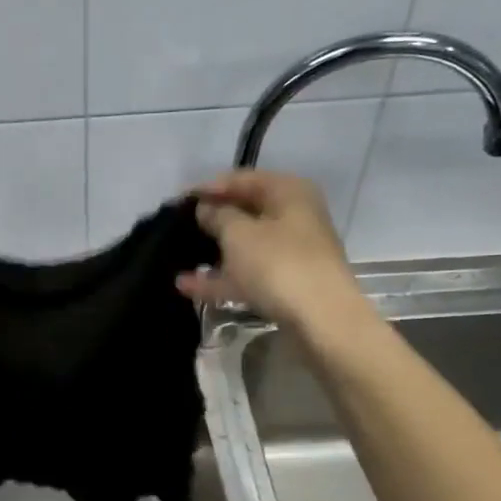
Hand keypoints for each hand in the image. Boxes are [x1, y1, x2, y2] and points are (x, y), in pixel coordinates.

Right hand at [177, 170, 375, 334]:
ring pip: (246, 245)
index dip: (209, 188)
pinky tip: (186, 285)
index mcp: (288, 192)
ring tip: (178, 255)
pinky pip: (247, 274)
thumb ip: (218, 216)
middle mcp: (293, 217)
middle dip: (213, 219)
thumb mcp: (239, 234)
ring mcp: (291, 253)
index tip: (179, 201)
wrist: (322, 320)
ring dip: (214, 251)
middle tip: (178, 226)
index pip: (242, 179)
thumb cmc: (278, 264)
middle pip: (245, 212)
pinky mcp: (285, 284)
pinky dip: (220, 278)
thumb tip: (206, 208)